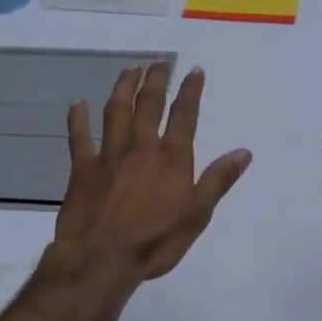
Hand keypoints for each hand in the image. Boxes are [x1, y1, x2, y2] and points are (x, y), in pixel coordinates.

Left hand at [56, 63, 251, 282]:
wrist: (102, 258)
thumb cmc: (156, 241)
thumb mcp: (197, 214)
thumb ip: (218, 180)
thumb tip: (244, 152)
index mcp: (172, 157)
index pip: (185, 115)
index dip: (190, 90)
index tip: (194, 70)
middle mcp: (142, 146)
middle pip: (148, 103)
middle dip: (156, 80)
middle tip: (159, 62)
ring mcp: (109, 154)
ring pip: (116, 111)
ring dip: (123, 87)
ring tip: (130, 69)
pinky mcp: (83, 168)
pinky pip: (80, 136)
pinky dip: (78, 118)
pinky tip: (77, 103)